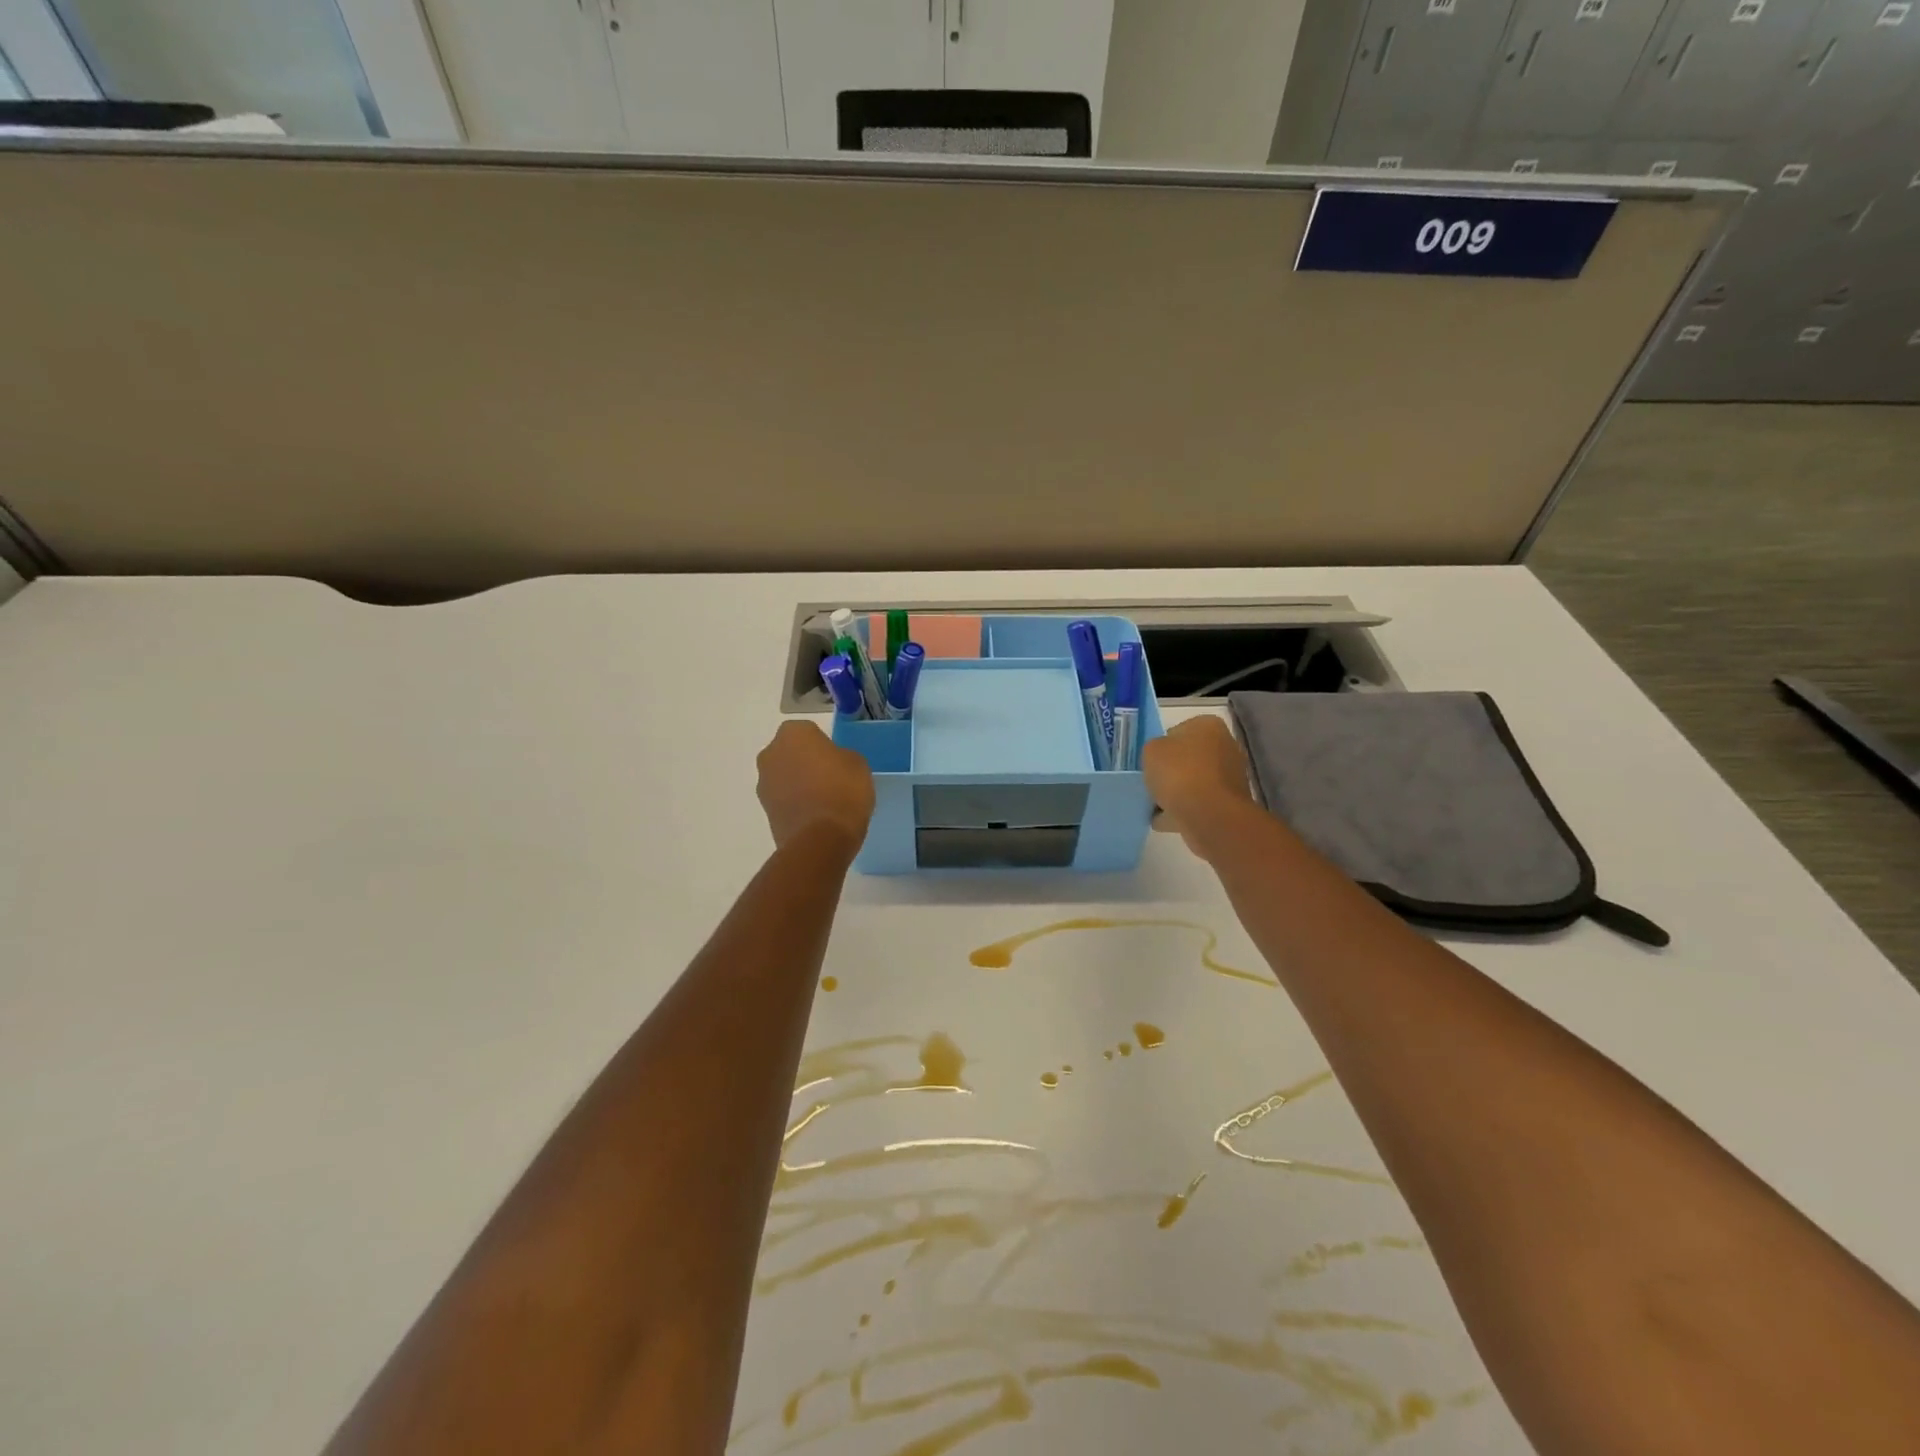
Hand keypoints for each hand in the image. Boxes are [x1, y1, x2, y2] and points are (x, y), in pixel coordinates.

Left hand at [756, 721, 875, 852]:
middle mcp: (771, 753)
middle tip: (831, 779)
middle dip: (806, 762)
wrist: (821, 840)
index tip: (838, 761)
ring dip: (798, 783)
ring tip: (824, 801)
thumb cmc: (843, 791)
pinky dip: (795, 803)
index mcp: (794, 733)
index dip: (825, 746)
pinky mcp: (764, 810)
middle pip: (791, 752)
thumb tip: (832, 763)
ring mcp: (764, 783)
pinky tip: (815, 816)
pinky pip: (784, 799)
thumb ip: (840, 756)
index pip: (810, 731)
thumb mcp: (858, 764)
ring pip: (785, 776)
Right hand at [1143, 715, 1253, 857]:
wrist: (1209, 815)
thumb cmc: (1180, 773)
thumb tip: (1161, 759)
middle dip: (1172, 769)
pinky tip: (1163, 818)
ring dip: (1177, 791)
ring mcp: (1230, 776)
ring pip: (1194, 781)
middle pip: (1189, 757)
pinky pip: (1198, 803)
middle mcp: (1226, 746)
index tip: (1151, 760)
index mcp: (1209, 726)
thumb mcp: (1151, 751)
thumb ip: (1154, 749)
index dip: (1162, 745)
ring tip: (1154, 803)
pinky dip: (1182, 810)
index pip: (1179, 730)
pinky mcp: (1228, 803)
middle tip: (1152, 781)